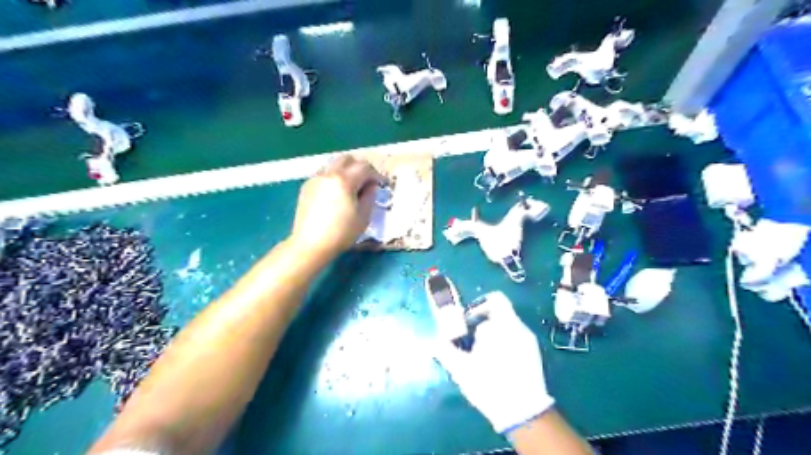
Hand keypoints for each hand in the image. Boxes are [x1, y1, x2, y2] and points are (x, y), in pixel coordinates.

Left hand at [290, 155, 381, 256]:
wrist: (310, 245)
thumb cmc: (341, 233)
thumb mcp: (363, 217)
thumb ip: (370, 196)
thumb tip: (371, 186)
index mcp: (344, 180)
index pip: (364, 167)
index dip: (375, 174)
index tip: (381, 184)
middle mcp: (328, 174)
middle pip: (347, 159)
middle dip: (359, 167)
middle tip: (366, 181)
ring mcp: (315, 179)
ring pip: (333, 164)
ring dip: (345, 170)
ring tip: (351, 187)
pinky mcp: (306, 186)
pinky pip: (324, 174)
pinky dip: (334, 177)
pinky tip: (336, 194)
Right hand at [433, 292, 554, 433]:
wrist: (523, 413)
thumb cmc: (490, 384)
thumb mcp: (461, 369)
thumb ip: (445, 351)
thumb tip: (433, 341)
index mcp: (503, 325)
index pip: (495, 300)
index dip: (479, 305)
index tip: (468, 321)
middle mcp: (519, 328)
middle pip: (499, 314)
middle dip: (483, 324)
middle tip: (471, 342)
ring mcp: (529, 341)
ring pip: (507, 327)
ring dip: (493, 335)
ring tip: (482, 355)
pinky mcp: (534, 354)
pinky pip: (515, 339)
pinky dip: (504, 344)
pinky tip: (497, 364)